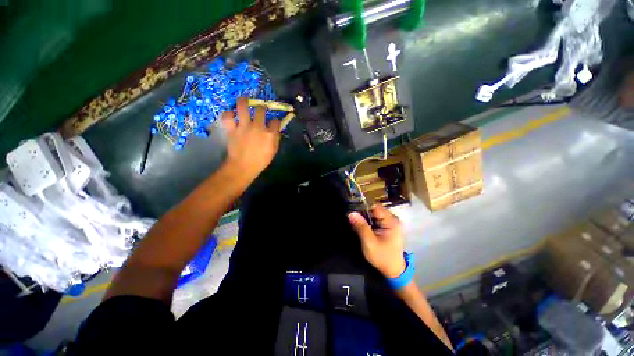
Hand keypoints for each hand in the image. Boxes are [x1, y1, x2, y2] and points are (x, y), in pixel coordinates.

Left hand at [221, 97, 280, 179]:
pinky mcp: (232, 129)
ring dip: (244, 101)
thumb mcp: (273, 151)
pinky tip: (231, 115)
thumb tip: (276, 130)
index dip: (275, 120)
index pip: (275, 121)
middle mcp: (258, 126)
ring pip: (243, 106)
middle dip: (262, 107)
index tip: (273, 123)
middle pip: (261, 109)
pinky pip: (228, 117)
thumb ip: (276, 138)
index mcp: (270, 133)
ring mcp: (244, 126)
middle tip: (260, 109)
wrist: (243, 167)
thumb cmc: (261, 161)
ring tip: (244, 99)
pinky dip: (228, 114)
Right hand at [348, 205, 405, 277]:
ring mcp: (391, 222)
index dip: (363, 207)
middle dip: (363, 213)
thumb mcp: (369, 243)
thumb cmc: (382, 257)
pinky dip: (369, 222)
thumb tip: (351, 213)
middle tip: (353, 219)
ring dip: (365, 218)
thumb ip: (361, 227)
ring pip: (374, 214)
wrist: (393, 271)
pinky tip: (363, 227)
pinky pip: (376, 219)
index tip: (353, 211)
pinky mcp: (388, 226)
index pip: (375, 207)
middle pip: (375, 209)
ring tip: (356, 223)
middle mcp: (393, 219)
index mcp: (391, 221)